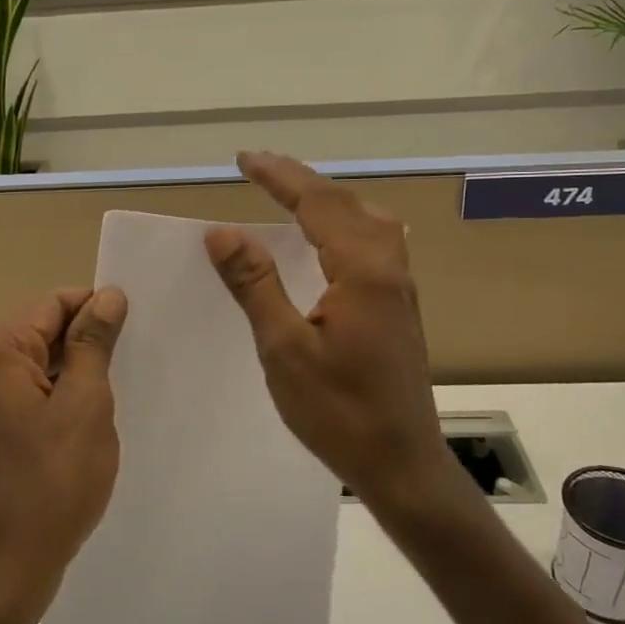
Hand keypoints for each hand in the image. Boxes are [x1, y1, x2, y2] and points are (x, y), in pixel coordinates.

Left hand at [0, 287, 128, 623]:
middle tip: (132, 365)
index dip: (97, 309)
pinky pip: (27, 400)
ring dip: (75, 377)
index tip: (136, 328)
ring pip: (37, 369)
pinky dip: (58, 403)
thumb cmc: (50, 482)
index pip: (52, 304)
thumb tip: (107, 296)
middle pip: (41, 333)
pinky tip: (87, 426)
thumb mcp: (85, 404)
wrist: (3, 571)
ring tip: (115, 395)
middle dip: (86, 345)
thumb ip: (94, 343)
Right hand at [205, 152, 447, 507]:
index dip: (279, 177)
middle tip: (260, 168)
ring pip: (367, 220)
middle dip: (301, 181)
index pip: (317, 204)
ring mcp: (400, 288)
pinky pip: (374, 243)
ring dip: (327, 199)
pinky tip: (328, 241)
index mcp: (363, 271)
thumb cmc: (339, 412)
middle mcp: (389, 268)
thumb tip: (222, 232)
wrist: (402, 464)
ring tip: (290, 195)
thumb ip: (256, 284)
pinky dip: (343, 224)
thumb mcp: (285, 349)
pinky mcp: (399, 308)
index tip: (243, 159)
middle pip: (346, 204)